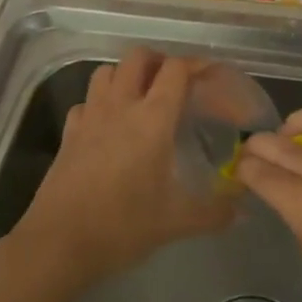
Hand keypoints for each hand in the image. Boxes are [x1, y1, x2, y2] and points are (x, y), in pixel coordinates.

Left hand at [18, 49, 235, 289]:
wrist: (59, 244)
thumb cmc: (123, 226)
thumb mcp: (176, 222)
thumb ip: (214, 213)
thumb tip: (243, 213)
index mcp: (152, 119)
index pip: (176, 70)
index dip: (196, 65)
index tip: (211, 75)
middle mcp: (120, 106)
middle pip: (137, 57)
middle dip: (159, 61)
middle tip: (175, 83)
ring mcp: (89, 117)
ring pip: (106, 71)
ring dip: (126, 74)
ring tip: (141, 96)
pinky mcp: (68, 134)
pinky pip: (85, 102)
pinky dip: (99, 103)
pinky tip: (108, 125)